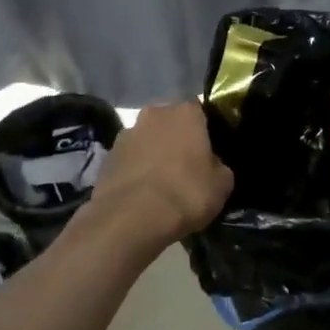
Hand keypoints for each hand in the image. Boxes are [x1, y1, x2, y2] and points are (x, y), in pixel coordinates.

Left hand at [85, 102, 233, 245]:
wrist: (130, 219)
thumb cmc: (185, 194)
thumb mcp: (222, 184)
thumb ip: (220, 165)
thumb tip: (212, 164)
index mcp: (186, 113)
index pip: (200, 110)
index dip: (205, 129)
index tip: (210, 149)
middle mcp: (154, 114)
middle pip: (170, 122)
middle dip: (177, 138)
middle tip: (186, 165)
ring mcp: (126, 134)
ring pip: (147, 139)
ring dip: (154, 153)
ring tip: (161, 183)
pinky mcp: (107, 157)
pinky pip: (129, 159)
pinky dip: (135, 170)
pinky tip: (142, 193)